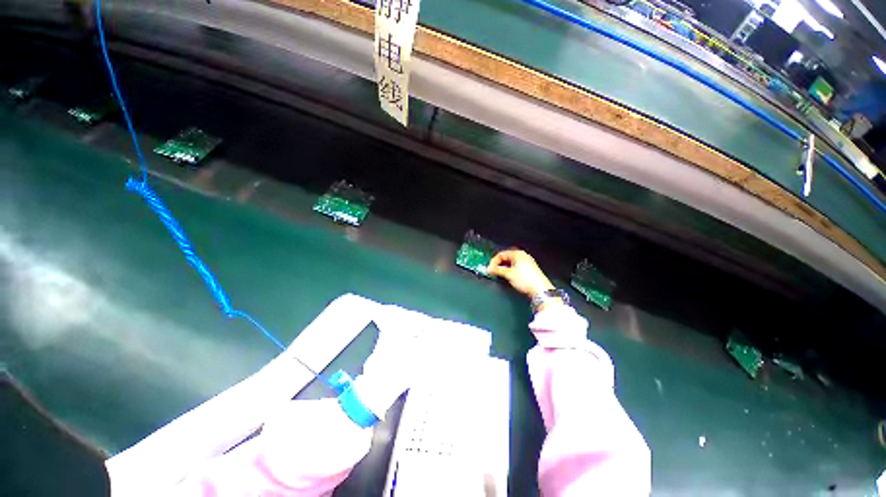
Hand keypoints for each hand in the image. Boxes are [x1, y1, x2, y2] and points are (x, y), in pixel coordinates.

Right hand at [488, 249, 554, 298]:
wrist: (540, 290)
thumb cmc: (524, 279)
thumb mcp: (508, 274)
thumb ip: (497, 270)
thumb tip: (488, 269)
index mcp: (517, 253)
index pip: (501, 254)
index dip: (494, 261)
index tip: (489, 269)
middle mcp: (522, 256)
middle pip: (506, 257)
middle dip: (498, 264)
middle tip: (493, 271)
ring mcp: (527, 262)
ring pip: (511, 262)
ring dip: (504, 267)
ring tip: (499, 274)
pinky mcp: (529, 269)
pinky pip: (516, 266)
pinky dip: (510, 270)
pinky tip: (508, 276)